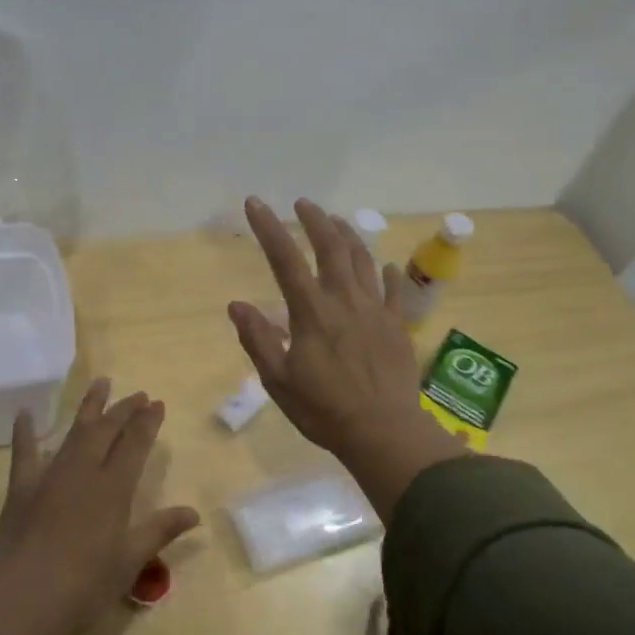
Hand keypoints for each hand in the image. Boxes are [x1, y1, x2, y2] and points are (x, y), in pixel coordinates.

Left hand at [0, 379, 198, 634]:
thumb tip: (194, 513)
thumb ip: (159, 531)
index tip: (158, 403)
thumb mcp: (129, 562)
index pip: (135, 445)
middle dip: (124, 409)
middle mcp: (83, 472)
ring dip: (89, 406)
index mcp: (113, 489)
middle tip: (138, 394)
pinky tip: (26, 413)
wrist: (20, 600)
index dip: (148, 423)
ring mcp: (50, 476)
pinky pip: (24, 452)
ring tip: (101, 383)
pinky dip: (25, 431)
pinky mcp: (21, 489)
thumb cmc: (83, 586)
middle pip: (107, 430)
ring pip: (74, 432)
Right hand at [228, 197, 465, 516]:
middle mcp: (344, 300)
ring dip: (348, 236)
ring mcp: (375, 310)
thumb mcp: (278, 379)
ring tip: (337, 221)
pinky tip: (384, 265)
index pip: (285, 259)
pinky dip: (387, 273)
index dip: (269, 228)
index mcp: (311, 312)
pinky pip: (394, 290)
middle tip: (303, 203)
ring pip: (363, 260)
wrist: (382, 431)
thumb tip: (236, 305)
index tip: (256, 203)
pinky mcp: (397, 326)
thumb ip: (258, 339)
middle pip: (331, 247)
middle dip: (315, 220)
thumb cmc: (323, 409)